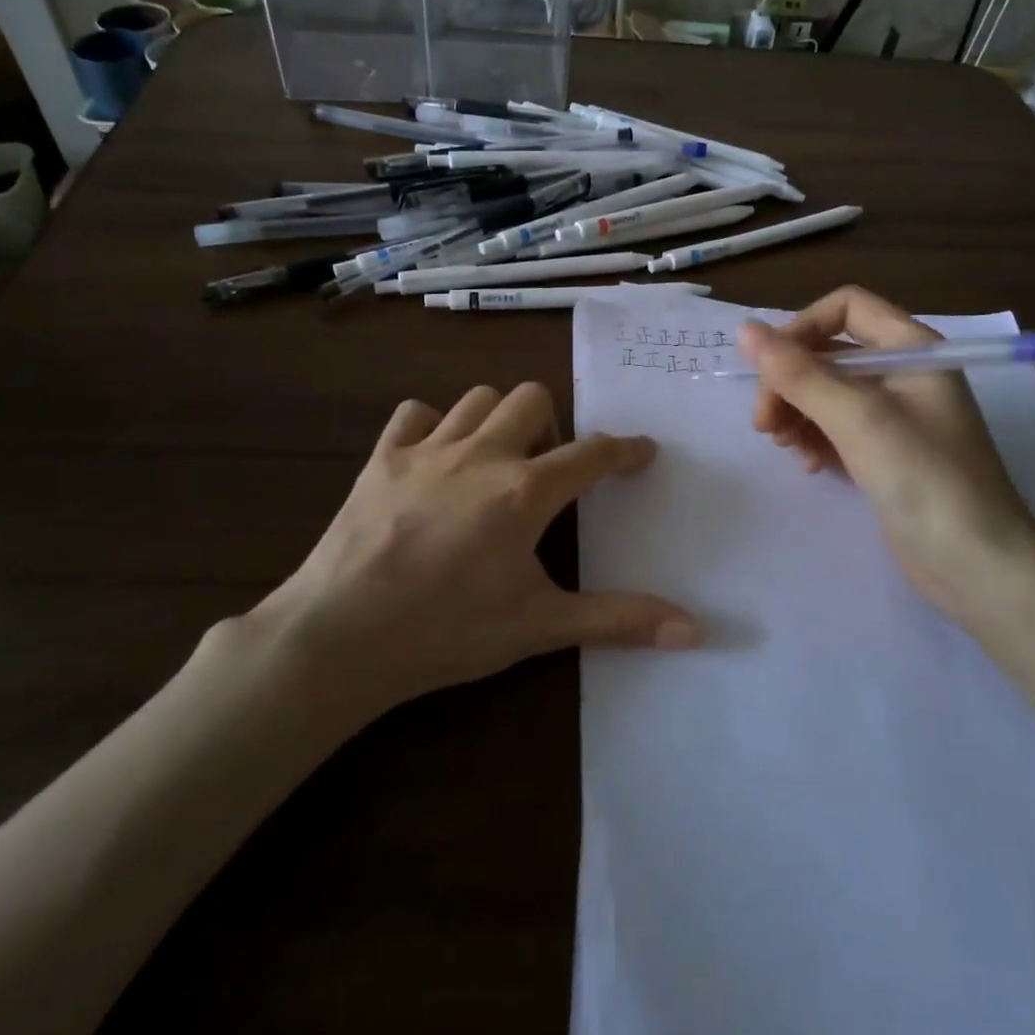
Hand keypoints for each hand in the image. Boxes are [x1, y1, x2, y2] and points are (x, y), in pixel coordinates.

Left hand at [252, 382, 698, 714]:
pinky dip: (434, 425)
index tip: (642, 450)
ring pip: (478, 397)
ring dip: (498, 419)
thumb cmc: (447, 631)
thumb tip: (694, 629)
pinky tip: (436, 459)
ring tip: (496, 460)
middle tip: (545, 470)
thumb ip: (617, 619)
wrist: (341, 636)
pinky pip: (415, 414)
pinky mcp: (382, 458)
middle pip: (532, 398)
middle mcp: (481, 454)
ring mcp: (427, 450)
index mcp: (524, 492)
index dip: (625, 450)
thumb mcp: (539, 627)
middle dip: (552, 425)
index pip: (591, 455)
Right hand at [741, 286, 1034, 621]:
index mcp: (912, 348)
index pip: (846, 308)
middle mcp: (904, 373)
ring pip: (828, 393)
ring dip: (796, 411)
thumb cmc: (924, 478)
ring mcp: (896, 416)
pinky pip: (837, 427)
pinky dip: (815, 438)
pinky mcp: (886, 453)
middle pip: (830, 353)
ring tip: (783, 445)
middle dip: (790, 381)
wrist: (977, 566)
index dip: (802, 329)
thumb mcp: (857, 418)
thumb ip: (798, 373)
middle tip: (764, 424)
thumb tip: (745, 329)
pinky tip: (808, 464)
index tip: (770, 369)